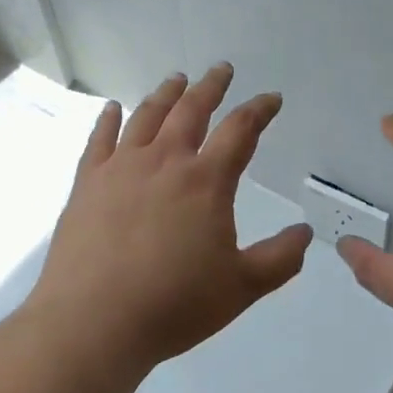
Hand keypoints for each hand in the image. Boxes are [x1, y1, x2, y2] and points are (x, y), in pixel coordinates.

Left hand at [28, 63, 311, 369]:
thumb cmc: (173, 305)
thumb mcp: (241, 288)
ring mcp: (121, 168)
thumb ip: (280, 259)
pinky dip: (108, 120)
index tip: (271, 98)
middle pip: (192, 109)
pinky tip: (112, 108)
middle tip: (221, 69)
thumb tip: (305, 233)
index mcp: (205, 180)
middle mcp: (165, 161)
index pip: (240, 130)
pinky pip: (99, 140)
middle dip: (211, 86)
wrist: (93, 324)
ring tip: (177, 79)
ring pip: (147, 116)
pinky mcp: (87, 183)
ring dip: (166, 93)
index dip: (259, 110)